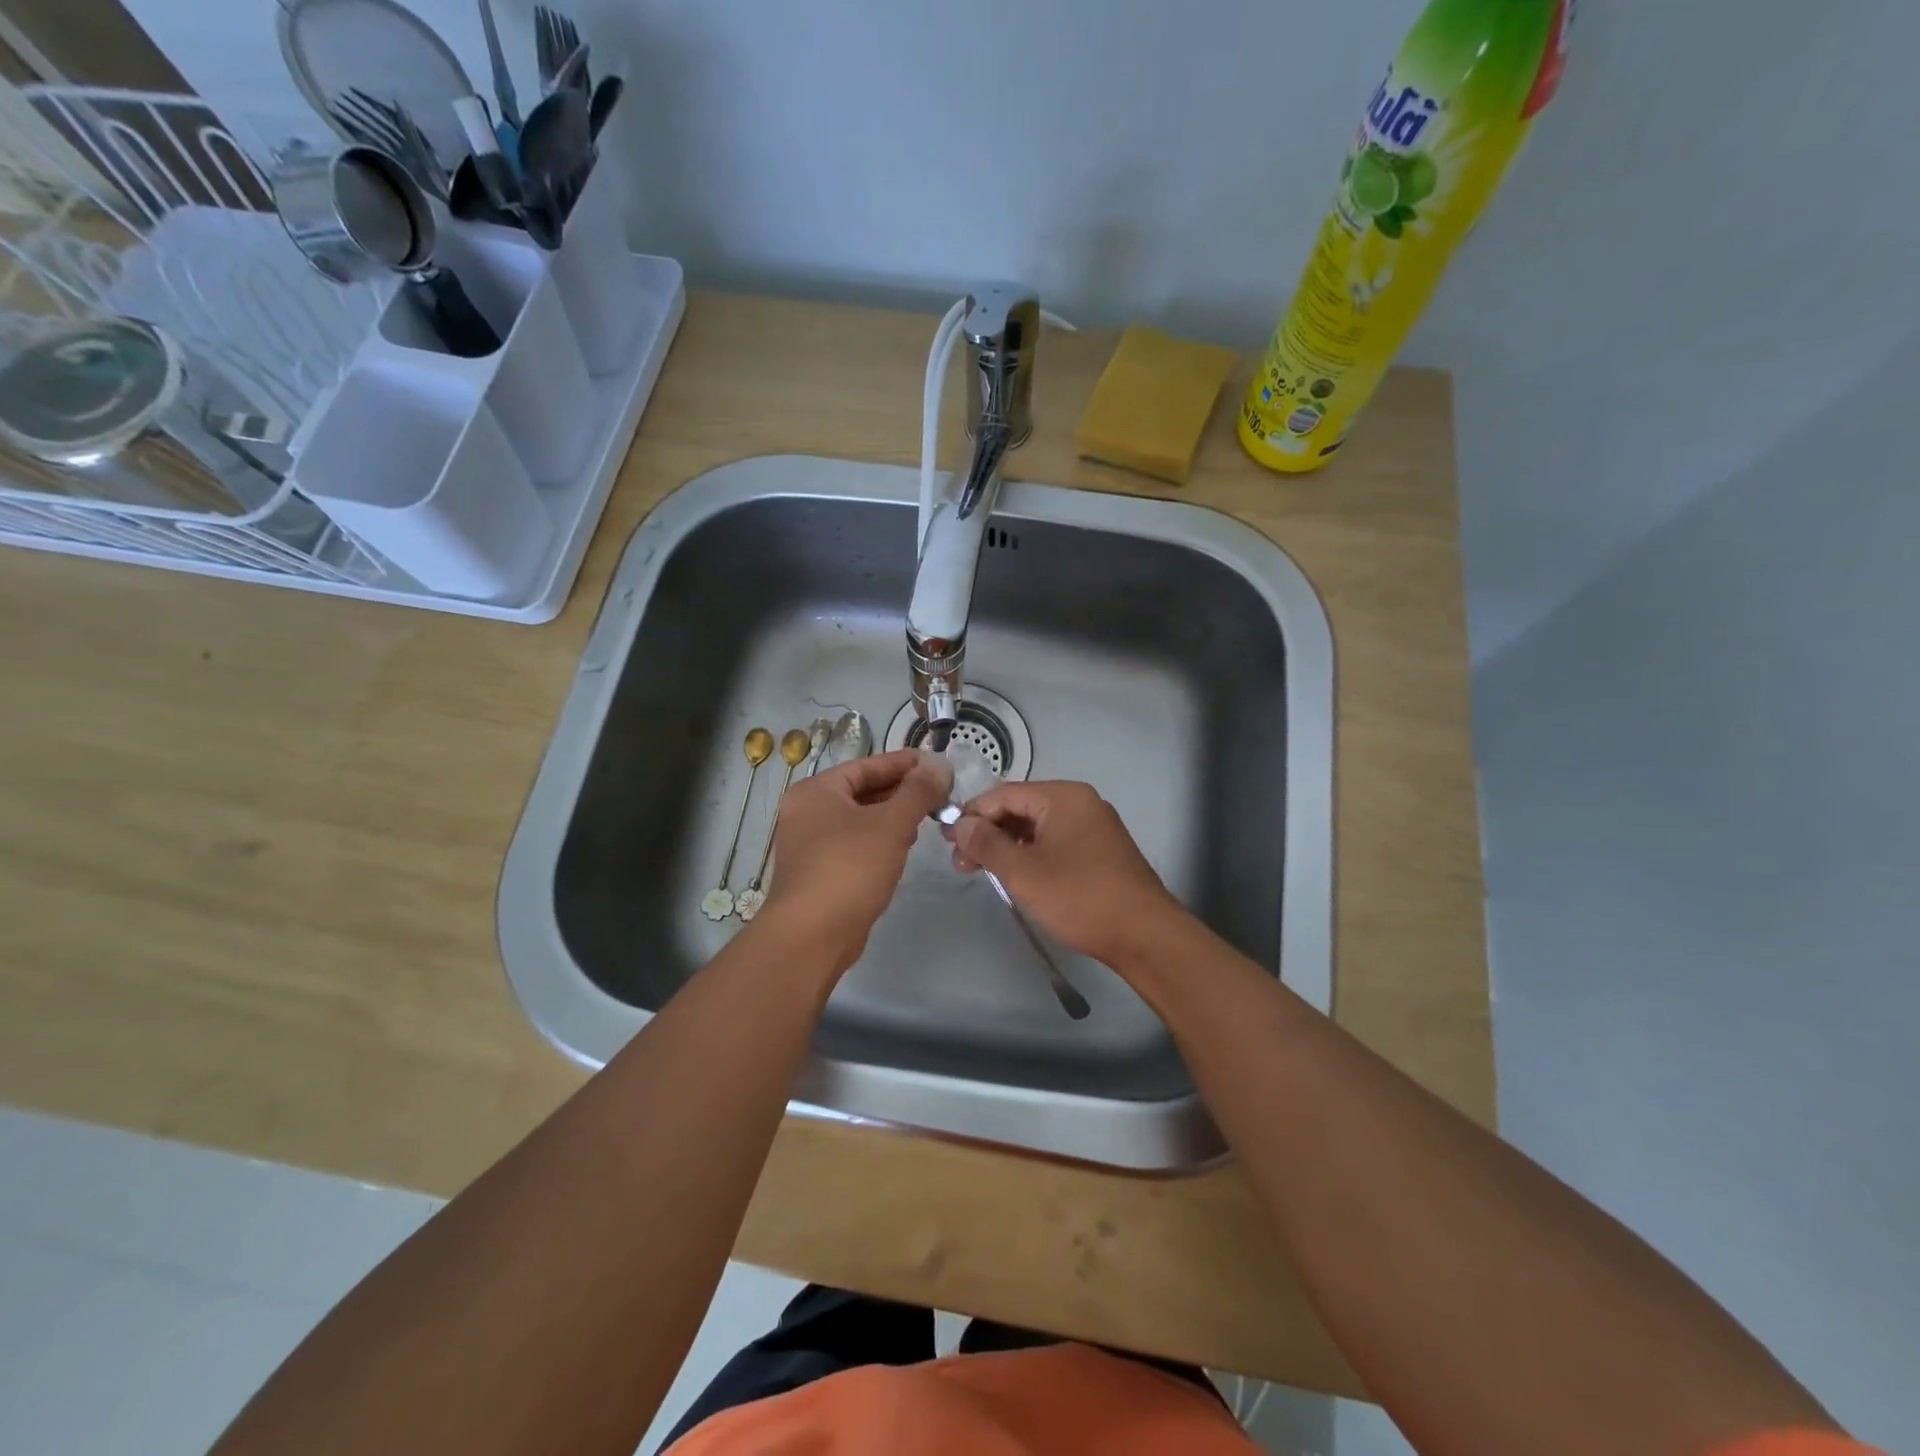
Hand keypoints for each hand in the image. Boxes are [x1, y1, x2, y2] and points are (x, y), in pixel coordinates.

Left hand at [760, 748, 951, 968]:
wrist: (811, 936)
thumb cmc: (849, 868)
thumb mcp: (891, 824)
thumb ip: (918, 791)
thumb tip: (940, 763)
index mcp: (816, 791)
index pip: (867, 766)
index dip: (904, 763)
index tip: (937, 763)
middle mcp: (808, 812)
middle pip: (862, 791)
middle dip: (901, 791)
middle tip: (939, 792)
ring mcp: (811, 845)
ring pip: (860, 819)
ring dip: (893, 816)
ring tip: (928, 817)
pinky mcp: (820, 873)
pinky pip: (856, 844)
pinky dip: (881, 840)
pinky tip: (904, 847)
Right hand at [946, 781, 1185, 966]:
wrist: (1144, 935)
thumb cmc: (1079, 897)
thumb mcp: (1023, 871)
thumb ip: (987, 843)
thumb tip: (961, 824)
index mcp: (1063, 796)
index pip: (1003, 794)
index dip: (972, 815)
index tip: (947, 842)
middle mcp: (1080, 803)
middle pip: (1020, 808)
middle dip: (988, 833)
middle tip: (962, 865)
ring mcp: (1094, 827)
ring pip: (1037, 828)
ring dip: (1007, 847)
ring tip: (984, 874)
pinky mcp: (1100, 851)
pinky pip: (1055, 842)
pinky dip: (1031, 855)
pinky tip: (1016, 876)